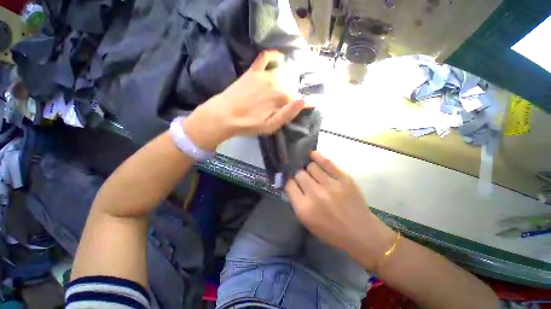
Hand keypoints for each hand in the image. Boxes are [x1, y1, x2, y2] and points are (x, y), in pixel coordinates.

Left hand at [183, 50, 303, 149]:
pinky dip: (272, 55)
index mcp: (281, 98)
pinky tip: (278, 56)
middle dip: (293, 93)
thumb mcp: (271, 126)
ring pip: (282, 74)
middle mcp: (276, 83)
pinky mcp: (252, 72)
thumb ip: (288, 113)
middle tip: (287, 103)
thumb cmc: (249, 124)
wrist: (224, 116)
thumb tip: (304, 101)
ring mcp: (264, 75)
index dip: (306, 103)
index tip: (311, 105)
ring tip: (286, 86)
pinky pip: (264, 58)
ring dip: (287, 78)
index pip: (299, 98)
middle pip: (290, 86)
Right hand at [285, 151, 396, 268]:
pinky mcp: (343, 178)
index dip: (290, 182)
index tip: (293, 182)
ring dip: (309, 169)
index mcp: (304, 208)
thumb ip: (297, 202)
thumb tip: (292, 184)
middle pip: (299, 174)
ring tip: (312, 172)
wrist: (361, 233)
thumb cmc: (331, 232)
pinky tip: (312, 155)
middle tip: (303, 178)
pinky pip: (327, 162)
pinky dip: (317, 157)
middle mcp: (315, 194)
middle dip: (299, 175)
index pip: (289, 185)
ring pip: (311, 166)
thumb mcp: (307, 222)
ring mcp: (330, 185)